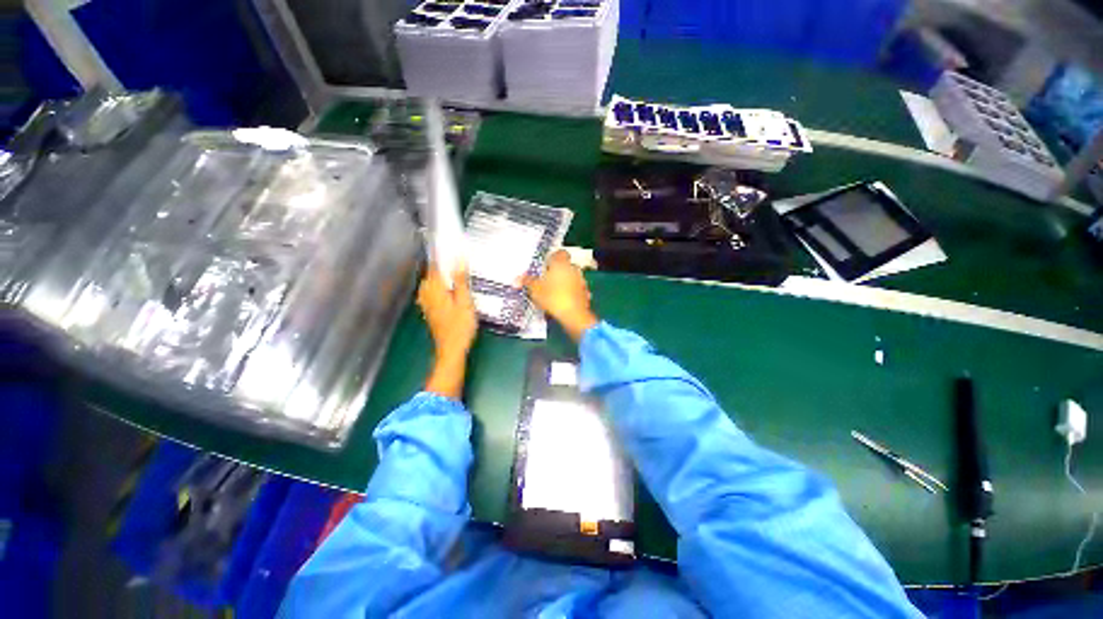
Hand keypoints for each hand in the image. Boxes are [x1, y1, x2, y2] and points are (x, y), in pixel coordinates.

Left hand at [417, 266, 477, 397]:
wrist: (451, 349)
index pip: (436, 264)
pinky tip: (455, 290)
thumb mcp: (465, 301)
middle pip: (434, 272)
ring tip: (462, 275)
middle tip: (463, 262)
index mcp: (434, 288)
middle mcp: (425, 292)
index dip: (446, 255)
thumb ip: (461, 280)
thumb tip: (459, 258)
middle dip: (446, 266)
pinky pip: (435, 290)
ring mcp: (426, 301)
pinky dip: (444, 286)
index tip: (458, 249)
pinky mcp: (430, 308)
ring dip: (446, 276)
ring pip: (434, 281)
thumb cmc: (460, 326)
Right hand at [524, 250, 598, 341]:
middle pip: (567, 266)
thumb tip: (517, 278)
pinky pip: (578, 290)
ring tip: (556, 292)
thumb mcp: (535, 290)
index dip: (554, 257)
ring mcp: (582, 281)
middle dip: (560, 271)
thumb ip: (527, 282)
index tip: (547, 265)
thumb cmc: (553, 298)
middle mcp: (574, 269)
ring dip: (567, 282)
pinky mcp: (586, 294)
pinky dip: (572, 293)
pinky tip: (565, 301)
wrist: (574, 315)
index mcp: (561, 264)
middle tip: (549, 279)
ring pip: (573, 277)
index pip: (560, 253)